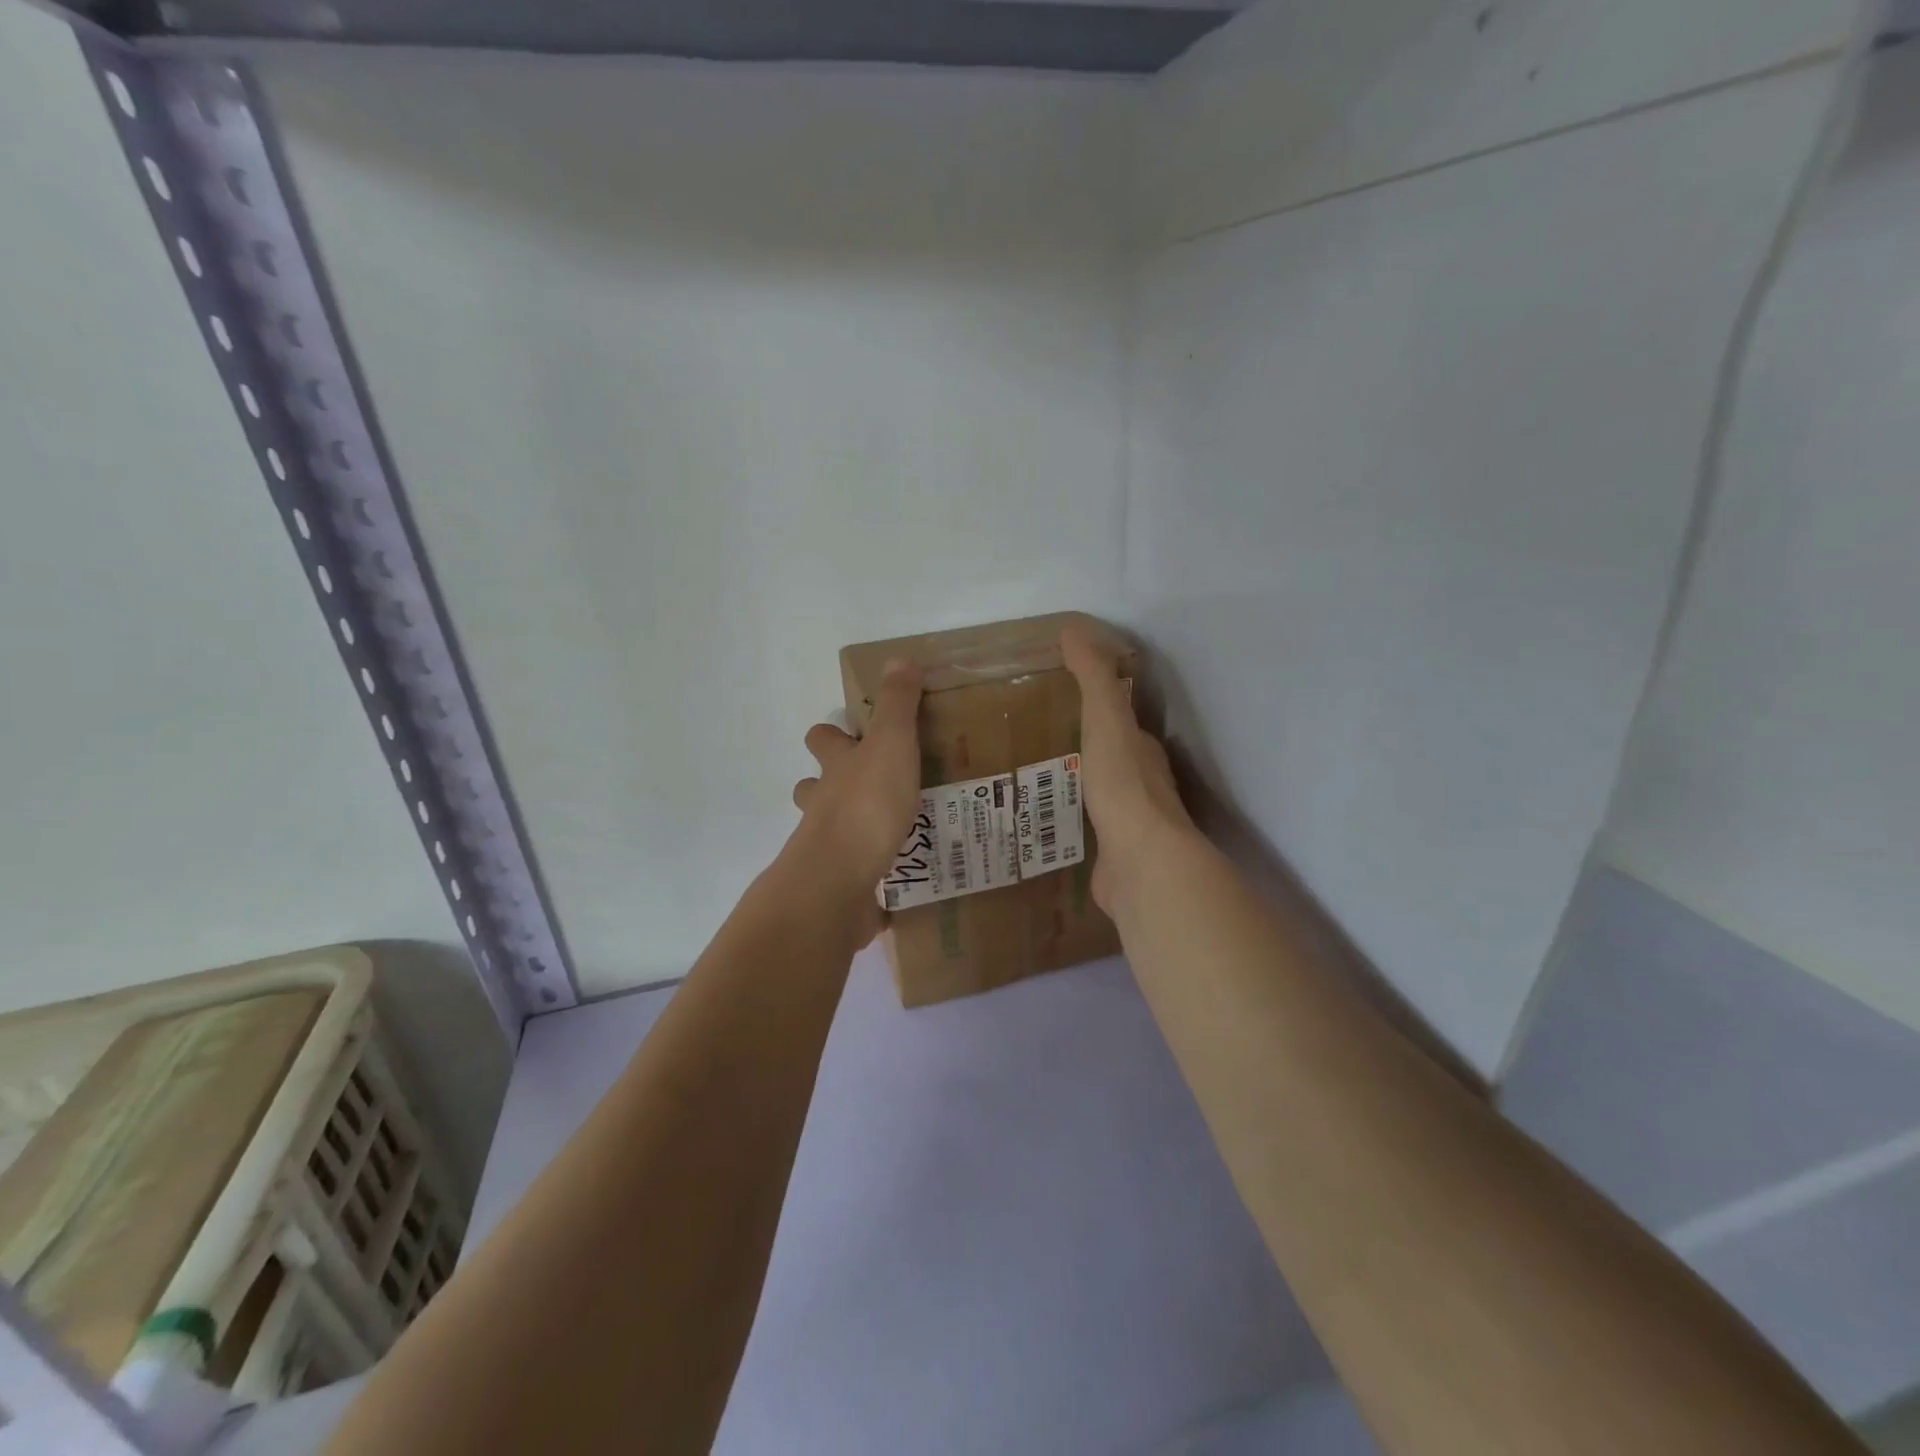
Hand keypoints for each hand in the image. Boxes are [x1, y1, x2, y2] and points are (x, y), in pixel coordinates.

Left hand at [789, 659, 924, 928]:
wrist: (838, 881)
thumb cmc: (866, 805)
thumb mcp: (891, 744)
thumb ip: (897, 705)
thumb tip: (897, 659)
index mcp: (836, 768)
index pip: (822, 740)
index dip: (833, 735)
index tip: (856, 734)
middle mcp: (824, 805)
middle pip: (814, 788)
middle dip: (833, 785)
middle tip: (876, 785)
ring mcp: (827, 848)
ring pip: (831, 832)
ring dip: (853, 830)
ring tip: (893, 832)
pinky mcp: (840, 888)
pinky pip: (855, 880)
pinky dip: (870, 880)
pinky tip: (897, 885)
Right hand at [1060, 623, 1195, 914]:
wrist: (1139, 862)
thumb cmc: (1123, 784)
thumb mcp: (1106, 719)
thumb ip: (1093, 676)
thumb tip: (1073, 627)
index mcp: (1142, 749)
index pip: (1122, 720)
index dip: (1099, 706)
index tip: (1063, 696)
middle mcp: (1141, 784)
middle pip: (1110, 757)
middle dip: (1083, 748)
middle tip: (1038, 736)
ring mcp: (1128, 824)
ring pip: (1097, 795)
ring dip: (1074, 785)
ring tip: (1030, 777)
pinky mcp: (1111, 856)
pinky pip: (1086, 831)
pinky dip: (1068, 822)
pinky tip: (1040, 821)